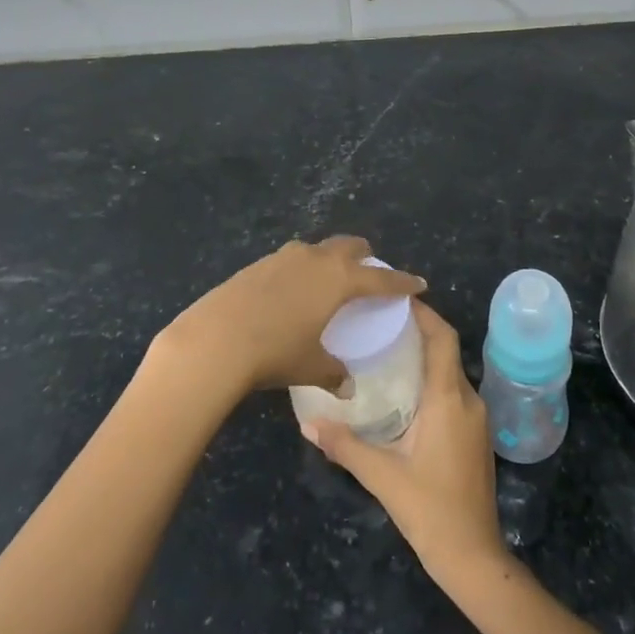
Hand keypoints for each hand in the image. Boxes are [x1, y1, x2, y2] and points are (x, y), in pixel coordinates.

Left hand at [154, 237, 424, 397]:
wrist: (216, 338)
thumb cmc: (275, 352)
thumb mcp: (310, 366)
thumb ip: (333, 373)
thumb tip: (346, 386)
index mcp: (339, 279)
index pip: (380, 278)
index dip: (401, 282)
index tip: (418, 283)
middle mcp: (316, 259)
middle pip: (350, 246)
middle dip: (365, 257)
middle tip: (371, 272)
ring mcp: (285, 256)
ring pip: (318, 249)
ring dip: (331, 260)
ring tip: (330, 282)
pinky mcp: (259, 263)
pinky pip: (292, 260)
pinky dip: (302, 270)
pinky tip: (293, 292)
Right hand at [305, 301, 506, 581]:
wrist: (474, 558)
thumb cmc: (431, 511)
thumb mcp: (383, 477)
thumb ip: (345, 446)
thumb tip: (307, 423)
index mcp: (449, 399)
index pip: (443, 338)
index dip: (424, 313)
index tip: (395, 298)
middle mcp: (469, 400)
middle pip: (446, 350)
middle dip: (418, 330)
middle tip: (379, 322)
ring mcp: (476, 419)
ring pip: (450, 372)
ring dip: (424, 356)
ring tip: (385, 350)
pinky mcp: (475, 436)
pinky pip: (453, 392)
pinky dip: (430, 379)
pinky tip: (402, 391)